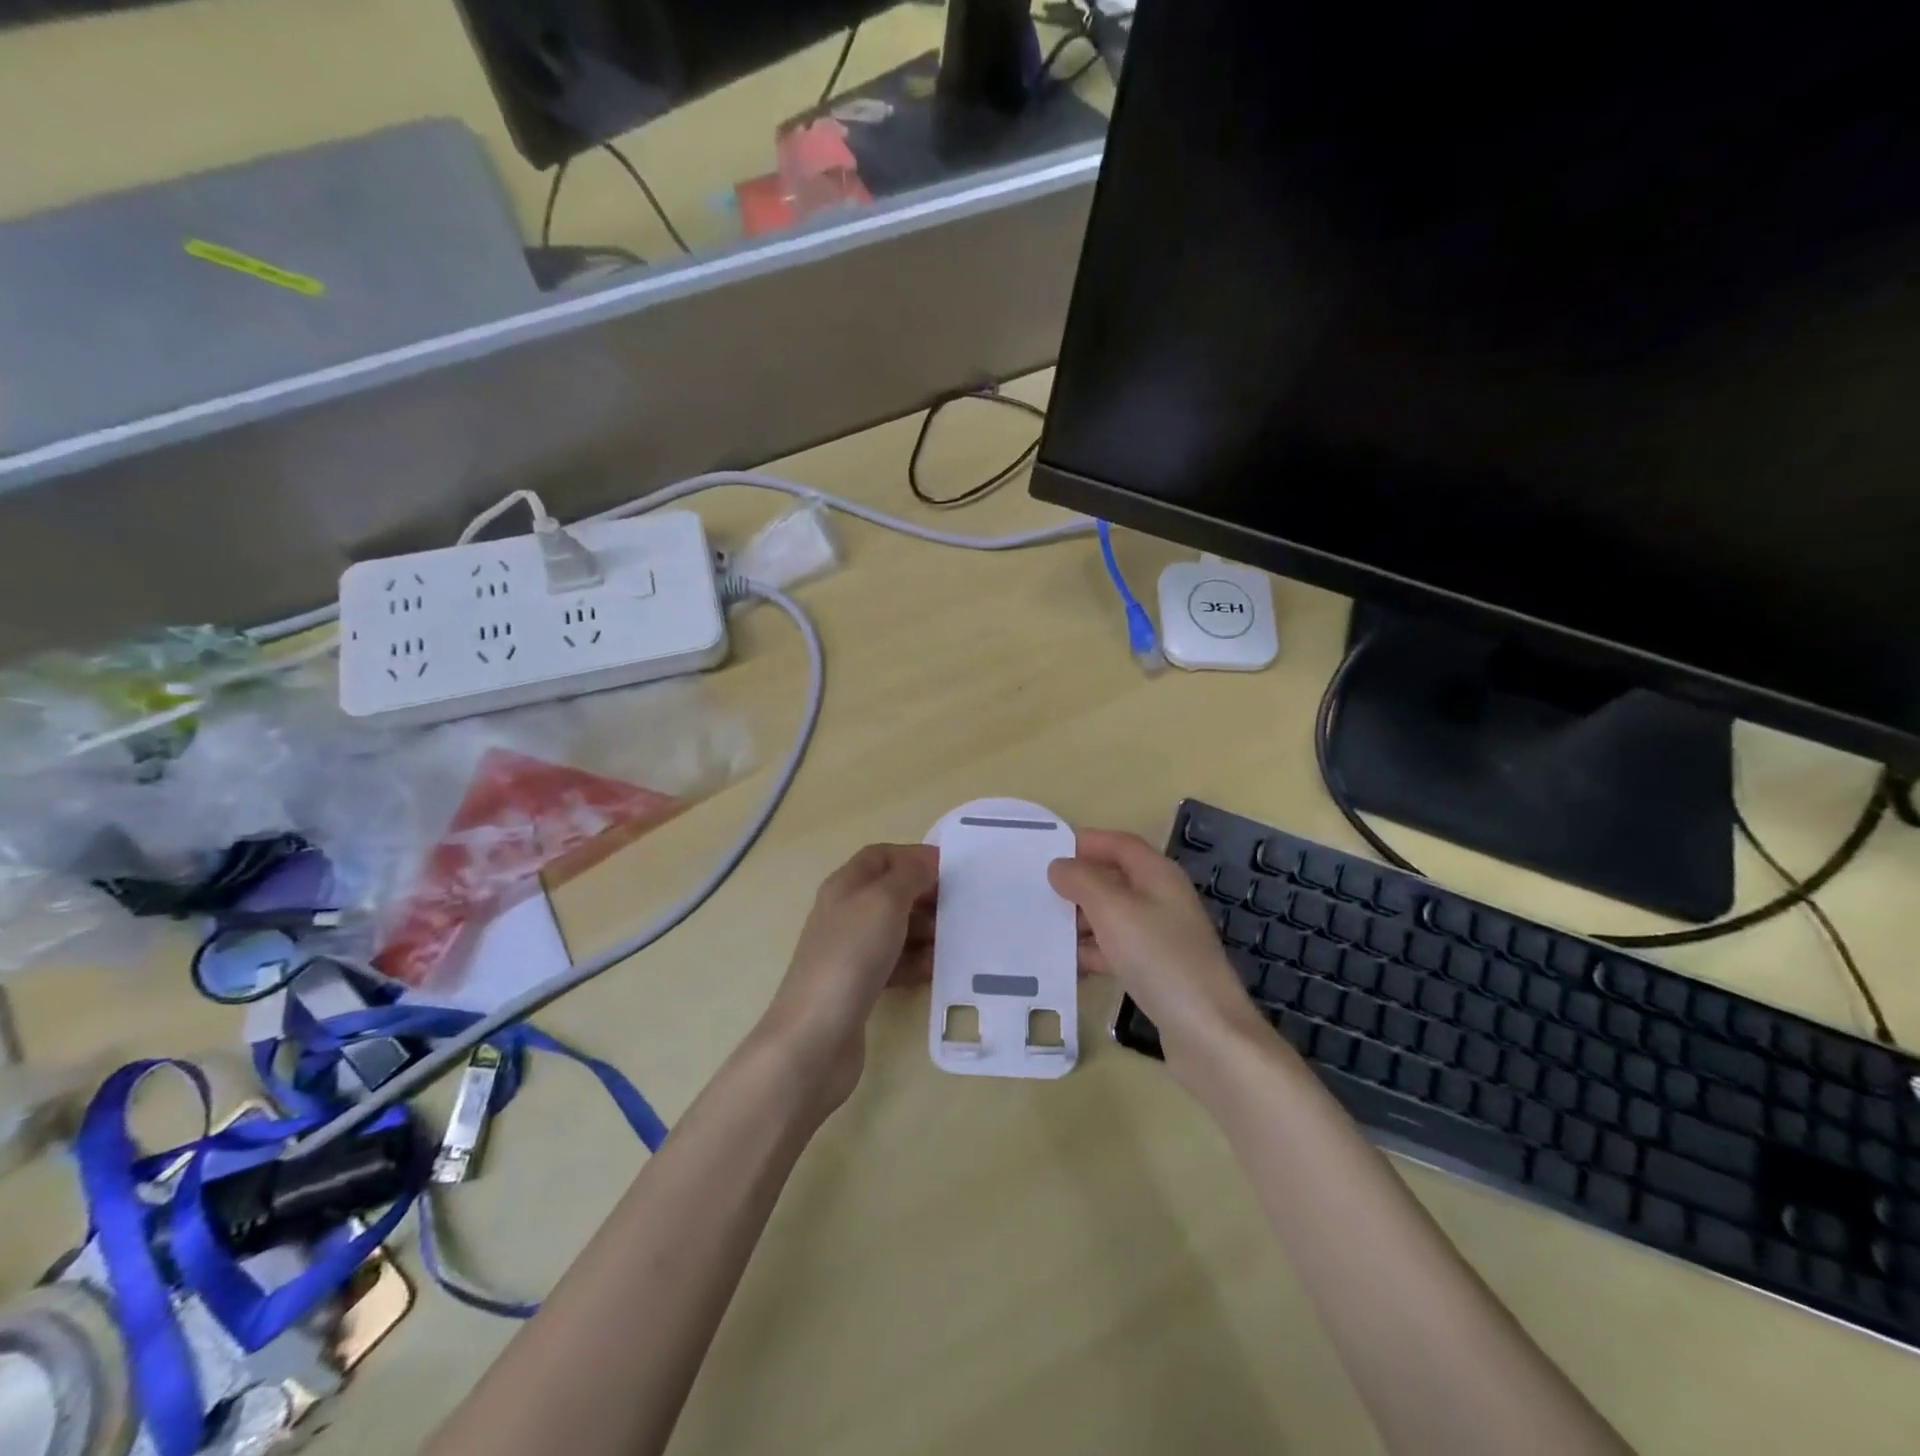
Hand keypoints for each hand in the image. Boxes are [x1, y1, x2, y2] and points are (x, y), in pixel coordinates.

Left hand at [755, 842, 937, 1112]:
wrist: (815, 1037)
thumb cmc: (851, 957)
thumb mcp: (884, 903)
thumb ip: (909, 875)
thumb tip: (927, 859)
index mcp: (845, 886)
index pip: (881, 856)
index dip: (914, 856)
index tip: (950, 868)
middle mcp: (845, 913)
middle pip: (891, 892)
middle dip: (925, 896)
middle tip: (960, 906)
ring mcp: (851, 952)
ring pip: (896, 930)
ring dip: (926, 932)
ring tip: (956, 940)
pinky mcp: (859, 986)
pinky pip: (895, 964)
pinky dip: (916, 963)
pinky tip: (938, 971)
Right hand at [1048, 829, 1272, 1089]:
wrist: (1207, 1033)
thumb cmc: (1159, 959)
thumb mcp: (1113, 910)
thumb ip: (1082, 881)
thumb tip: (1060, 866)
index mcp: (1158, 875)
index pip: (1119, 844)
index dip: (1085, 842)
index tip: (1046, 851)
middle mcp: (1162, 899)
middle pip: (1114, 879)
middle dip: (1077, 884)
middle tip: (1036, 893)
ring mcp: (1162, 937)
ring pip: (1112, 917)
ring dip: (1081, 921)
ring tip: (1043, 931)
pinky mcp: (1157, 970)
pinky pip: (1117, 950)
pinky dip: (1093, 953)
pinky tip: (1067, 967)